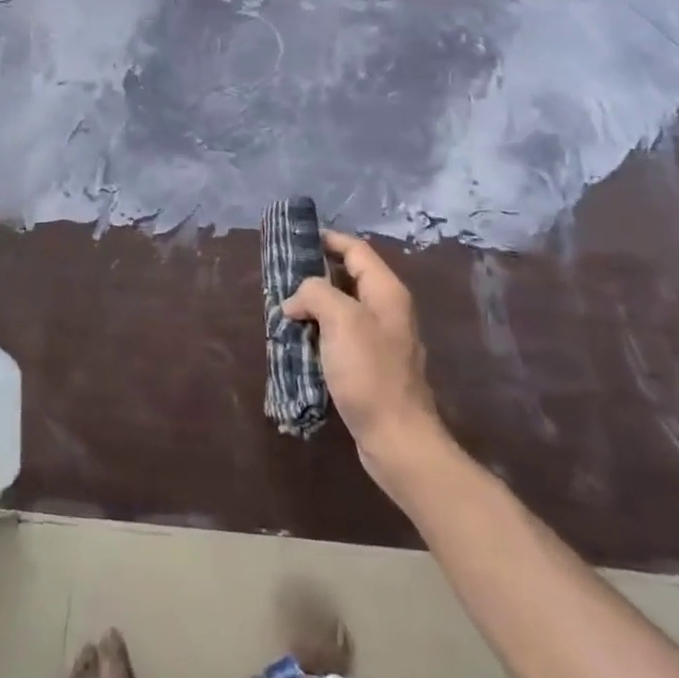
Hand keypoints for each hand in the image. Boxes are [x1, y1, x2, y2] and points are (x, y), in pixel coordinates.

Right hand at [283, 231, 445, 483]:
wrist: (396, 438)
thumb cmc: (370, 373)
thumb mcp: (340, 320)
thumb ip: (316, 294)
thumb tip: (295, 301)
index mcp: (386, 291)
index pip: (356, 250)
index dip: (328, 239)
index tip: (297, 239)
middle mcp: (387, 309)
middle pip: (349, 277)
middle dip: (315, 274)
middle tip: (282, 276)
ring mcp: (381, 339)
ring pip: (342, 308)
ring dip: (314, 306)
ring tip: (283, 310)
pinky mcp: (371, 366)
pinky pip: (341, 336)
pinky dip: (319, 332)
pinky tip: (298, 343)